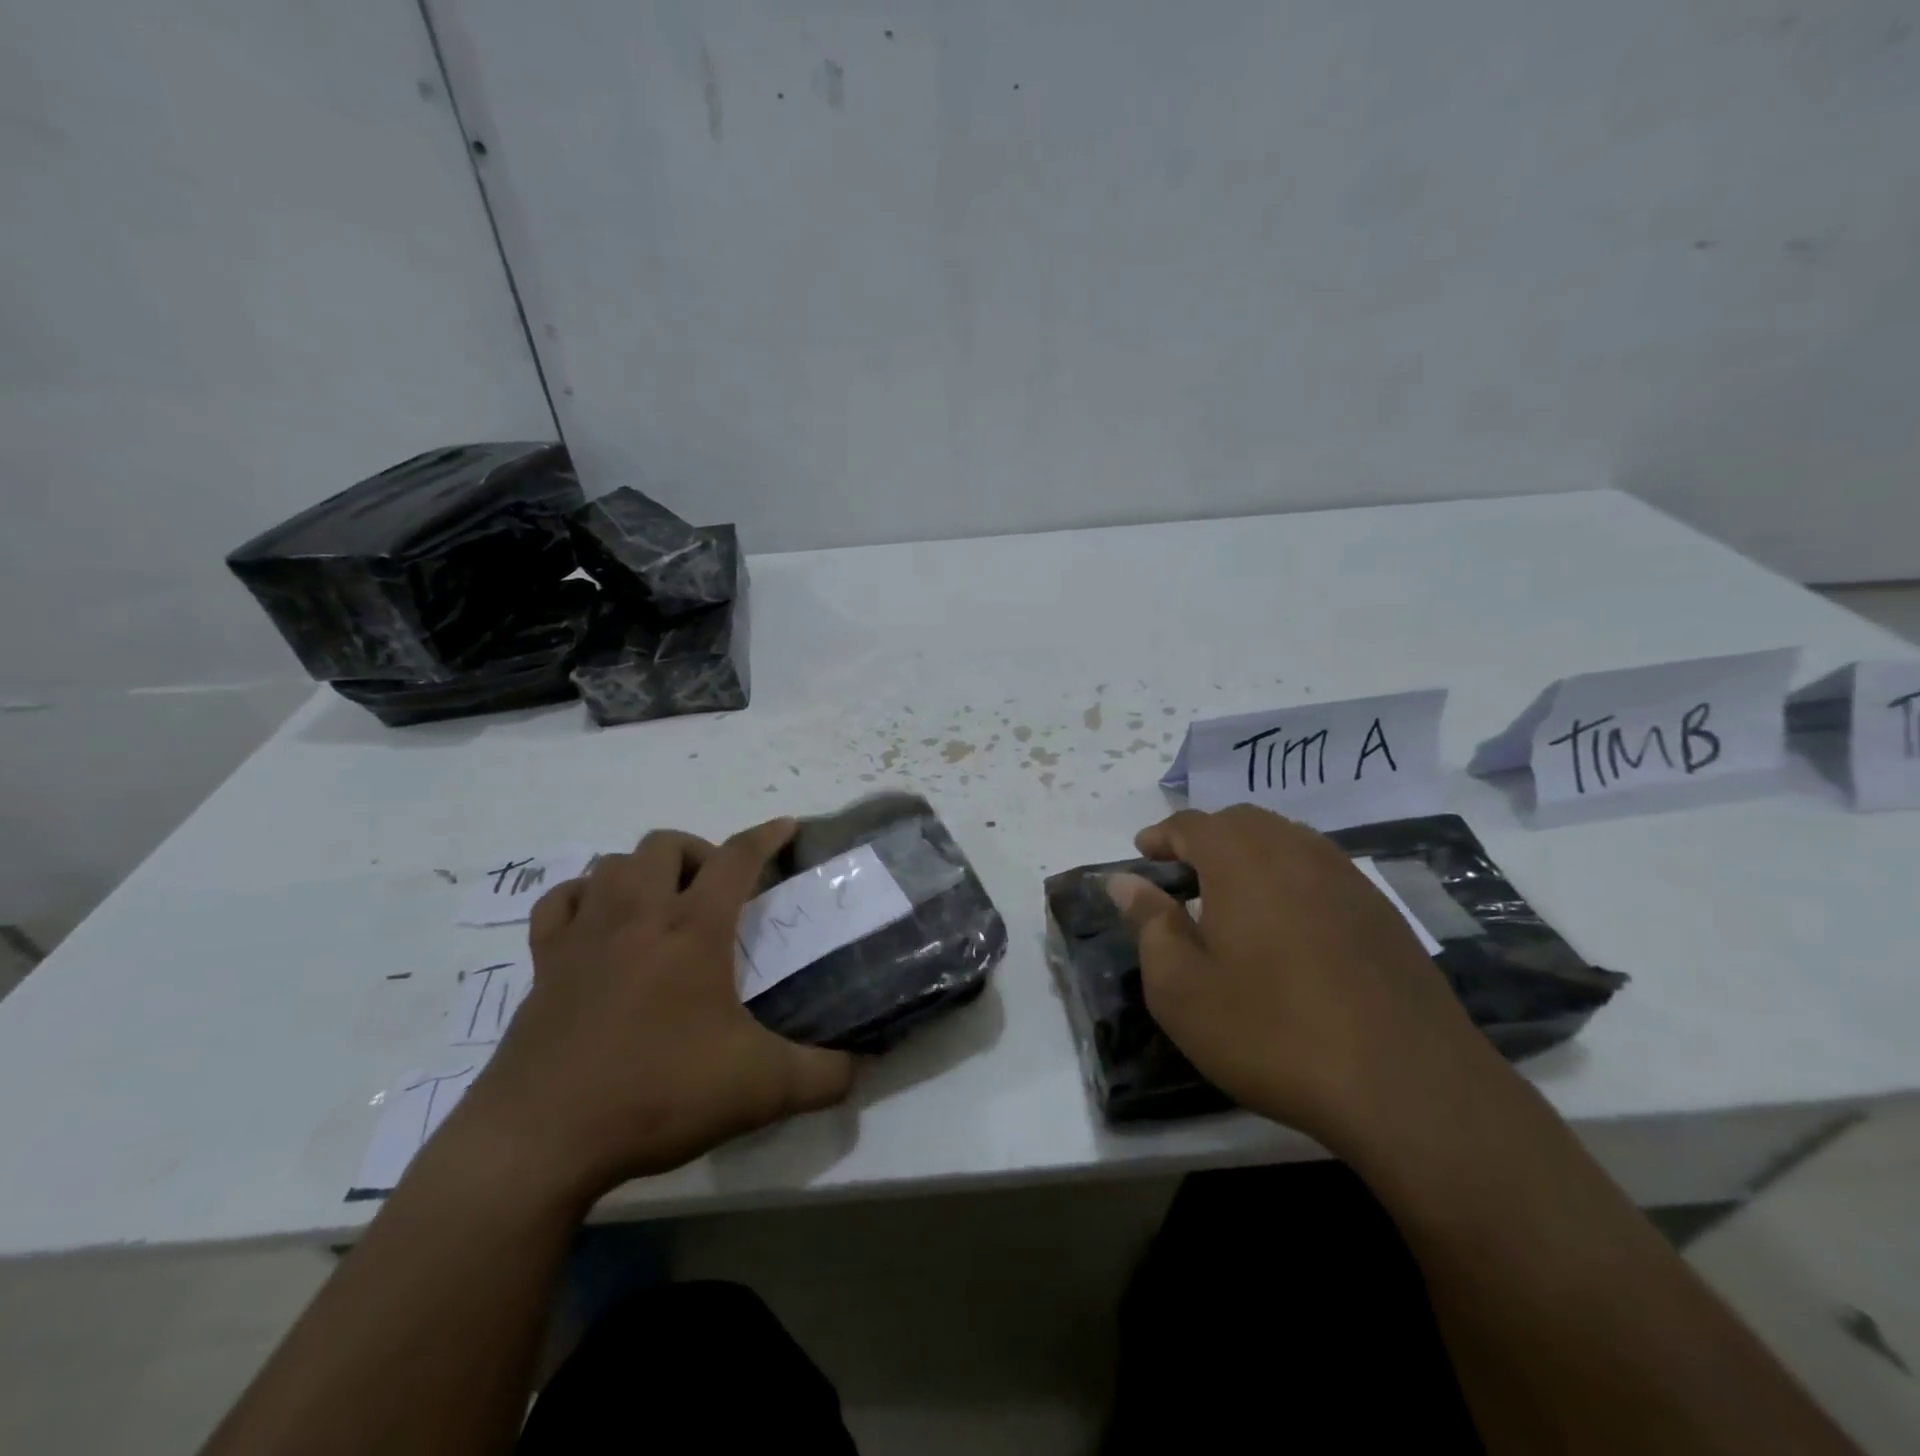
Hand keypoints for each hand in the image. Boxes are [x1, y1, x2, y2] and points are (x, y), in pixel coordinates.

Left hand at [450, 819, 854, 1204]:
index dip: (766, 836)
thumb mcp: (760, 1090)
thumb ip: (823, 1076)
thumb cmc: (656, 1096)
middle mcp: (637, 916)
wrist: (540, 1141)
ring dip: (644, 869)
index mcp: (693, 931)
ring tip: (663, 903)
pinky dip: (584, 896)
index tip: (787, 826)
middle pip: (665, 845)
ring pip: (612, 864)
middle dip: (698, 852)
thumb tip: (861, 1068)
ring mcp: (583, 936)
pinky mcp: (542, 965)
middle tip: (717, 891)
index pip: (736, 858)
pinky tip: (598, 921)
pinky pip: (560, 902)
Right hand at [1108, 806, 1501, 1151]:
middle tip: (1183, 872)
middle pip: (1242, 822)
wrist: (1406, 1084)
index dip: (1162, 835)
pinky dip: (1291, 877)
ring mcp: (1346, 877)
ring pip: (1287, 840)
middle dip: (1206, 837)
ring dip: (1250, 853)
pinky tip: (1288, 923)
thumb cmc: (1271, 1031)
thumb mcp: (1181, 988)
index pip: (1191, 824)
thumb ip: (1149, 924)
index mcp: (1240, 860)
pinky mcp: (1382, 911)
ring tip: (1232, 894)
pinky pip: (1322, 870)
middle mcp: (1295, 851)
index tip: (1143, 853)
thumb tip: (1124, 881)